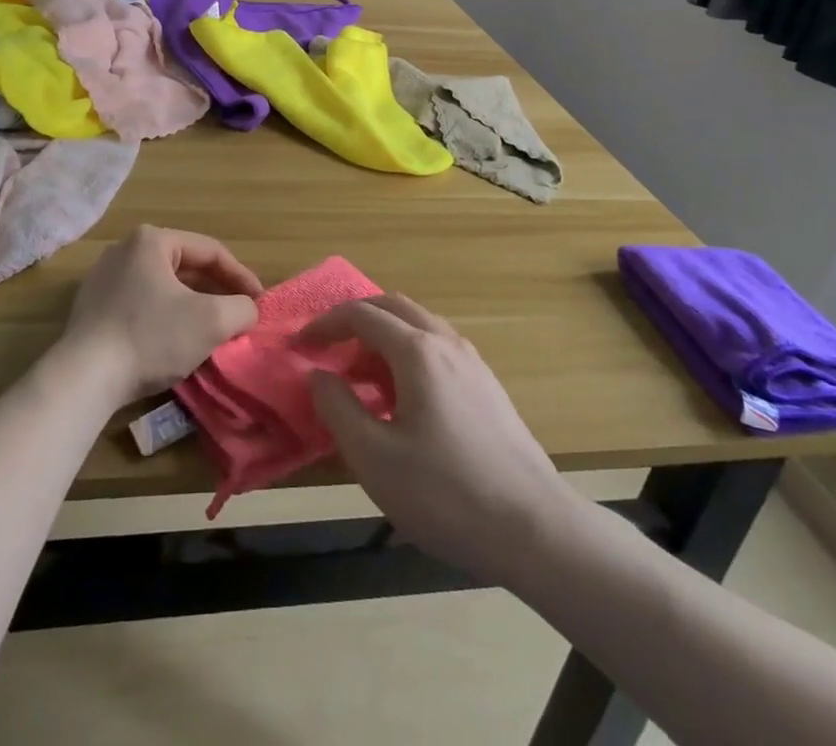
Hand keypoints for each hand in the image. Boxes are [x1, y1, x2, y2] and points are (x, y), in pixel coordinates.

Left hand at [60, 226, 262, 408]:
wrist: (84, 378)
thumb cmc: (151, 337)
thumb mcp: (211, 321)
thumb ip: (241, 308)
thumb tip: (247, 310)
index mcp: (152, 240)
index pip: (210, 252)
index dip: (241, 277)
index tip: (259, 303)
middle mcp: (125, 250)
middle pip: (186, 268)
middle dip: (215, 293)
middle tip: (238, 317)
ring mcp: (103, 279)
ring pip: (163, 288)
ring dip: (191, 308)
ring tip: (211, 332)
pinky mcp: (91, 309)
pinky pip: (141, 306)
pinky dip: (164, 319)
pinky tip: (174, 345)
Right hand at [302, 295, 575, 586]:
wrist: (535, 528)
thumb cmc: (446, 494)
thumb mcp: (374, 458)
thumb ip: (338, 408)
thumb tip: (318, 374)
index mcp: (417, 351)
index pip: (362, 314)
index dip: (325, 324)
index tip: (300, 345)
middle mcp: (446, 342)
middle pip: (393, 306)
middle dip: (354, 320)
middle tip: (328, 349)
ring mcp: (472, 361)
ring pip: (418, 325)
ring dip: (382, 337)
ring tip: (359, 378)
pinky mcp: (487, 385)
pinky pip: (437, 348)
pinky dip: (407, 354)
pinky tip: (401, 398)